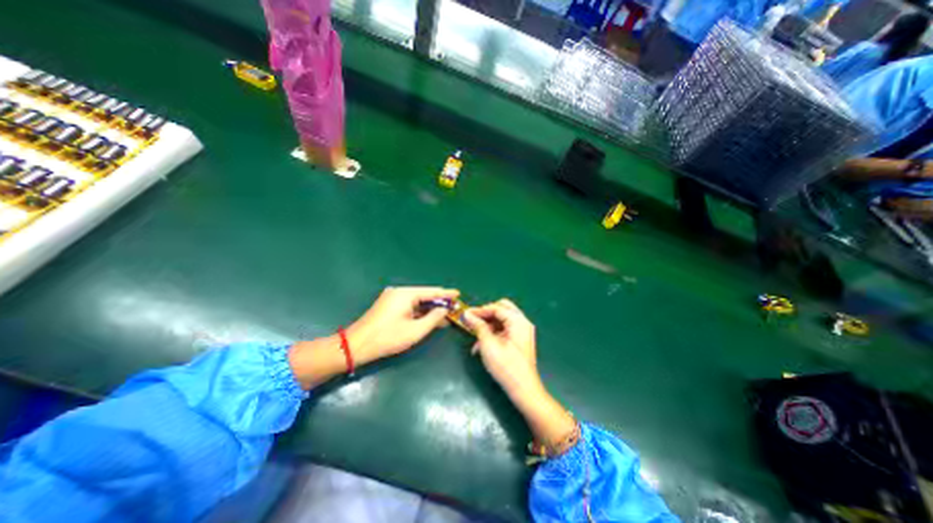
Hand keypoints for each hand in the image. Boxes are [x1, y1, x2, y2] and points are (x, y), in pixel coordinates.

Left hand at [346, 287, 458, 366]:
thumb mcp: (415, 330)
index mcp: (405, 294)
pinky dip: (419, 312)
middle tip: (453, 307)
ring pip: (417, 301)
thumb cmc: (388, 338)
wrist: (357, 345)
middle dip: (439, 302)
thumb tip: (444, 310)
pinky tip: (429, 318)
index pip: (431, 291)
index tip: (458, 294)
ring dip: (429, 308)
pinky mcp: (388, 306)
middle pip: (424, 295)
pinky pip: (409, 306)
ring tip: (444, 314)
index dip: (446, 293)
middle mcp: (399, 292)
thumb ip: (433, 318)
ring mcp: (392, 298)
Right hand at [467, 302, 576, 448]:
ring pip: (502, 320)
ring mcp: (522, 331)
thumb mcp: (489, 344)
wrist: (523, 390)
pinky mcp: (519, 340)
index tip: (465, 314)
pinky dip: (493, 334)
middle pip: (502, 309)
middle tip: (472, 321)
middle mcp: (522, 323)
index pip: (497, 308)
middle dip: (485, 314)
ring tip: (474, 337)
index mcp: (518, 321)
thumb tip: (467, 314)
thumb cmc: (506, 366)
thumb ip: (478, 326)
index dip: (480, 310)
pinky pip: (504, 330)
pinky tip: (481, 346)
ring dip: (487, 326)